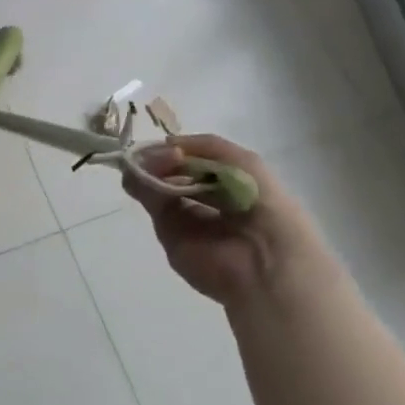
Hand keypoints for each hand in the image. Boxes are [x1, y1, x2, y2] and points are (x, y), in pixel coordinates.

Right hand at [123, 134, 333, 307]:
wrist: (264, 261)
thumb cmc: (264, 206)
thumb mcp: (246, 163)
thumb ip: (208, 146)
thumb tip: (167, 145)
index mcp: (230, 184)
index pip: (197, 161)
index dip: (182, 150)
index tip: (167, 144)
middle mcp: (206, 200)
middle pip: (174, 171)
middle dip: (161, 158)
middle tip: (151, 154)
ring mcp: (185, 217)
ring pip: (158, 185)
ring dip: (149, 168)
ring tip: (145, 162)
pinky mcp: (168, 233)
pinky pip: (152, 203)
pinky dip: (142, 185)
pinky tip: (140, 173)